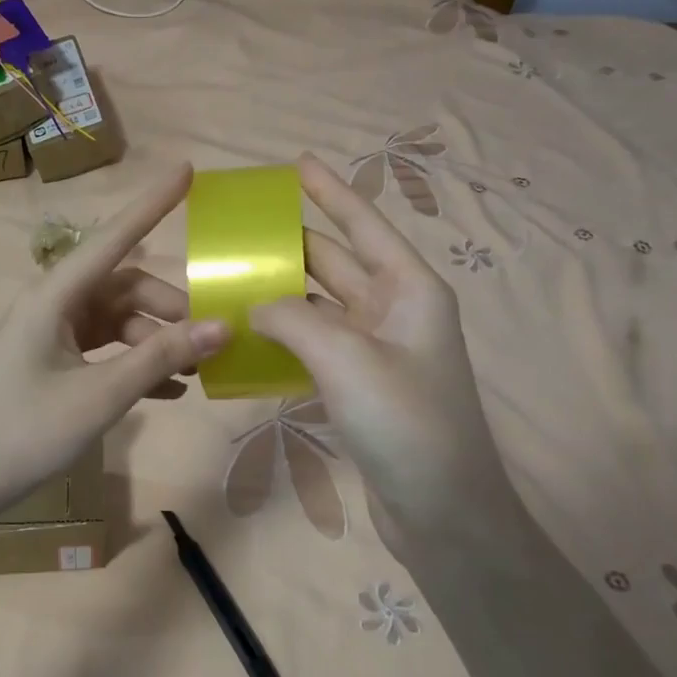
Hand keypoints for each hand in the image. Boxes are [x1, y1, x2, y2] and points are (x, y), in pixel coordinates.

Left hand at [0, 163, 229, 517]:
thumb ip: (160, 357)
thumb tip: (222, 327)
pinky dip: (137, 364)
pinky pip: (106, 350)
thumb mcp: (100, 395)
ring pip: (119, 321)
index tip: (187, 169)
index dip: (152, 203)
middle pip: (125, 287)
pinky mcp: (55, 364)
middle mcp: (54, 305)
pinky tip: (170, 391)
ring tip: (195, 371)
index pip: (113, 238)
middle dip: (169, 308)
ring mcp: (53, 335)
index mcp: (55, 296)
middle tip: (211, 338)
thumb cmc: (25, 432)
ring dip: (157, 341)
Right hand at [250, 154, 513, 558]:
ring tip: (233, 280)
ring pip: (322, 308)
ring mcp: (378, 353)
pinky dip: (286, 339)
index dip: (331, 192)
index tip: (298, 163)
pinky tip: (249, 338)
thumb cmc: (406, 422)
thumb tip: (255, 306)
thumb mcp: (347, 358)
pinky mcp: (361, 390)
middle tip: (242, 231)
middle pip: (337, 263)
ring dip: (282, 295)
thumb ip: (293, 318)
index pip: (364, 225)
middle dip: (293, 244)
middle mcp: (396, 312)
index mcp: (409, 289)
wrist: (443, 512)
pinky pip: (316, 349)